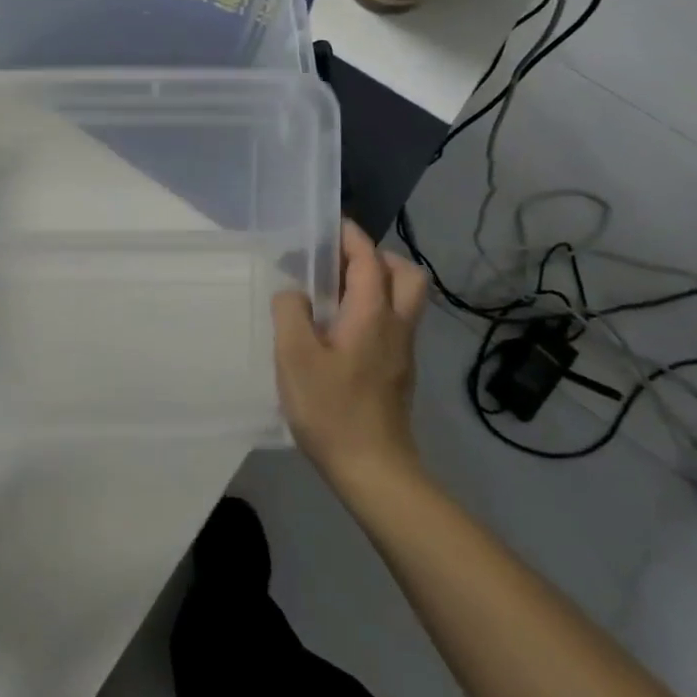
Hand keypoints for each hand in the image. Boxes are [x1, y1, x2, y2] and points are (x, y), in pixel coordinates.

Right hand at [272, 220, 428, 487]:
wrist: (374, 470)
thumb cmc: (331, 409)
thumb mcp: (294, 357)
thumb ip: (290, 313)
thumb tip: (293, 292)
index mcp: (372, 314)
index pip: (369, 259)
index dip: (350, 237)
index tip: (327, 226)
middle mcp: (396, 325)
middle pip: (406, 274)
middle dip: (376, 257)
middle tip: (339, 264)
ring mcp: (402, 350)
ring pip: (404, 299)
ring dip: (378, 283)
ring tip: (335, 294)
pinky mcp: (398, 371)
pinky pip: (394, 322)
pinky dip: (374, 309)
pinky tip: (339, 329)